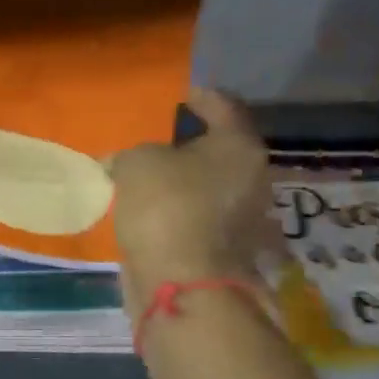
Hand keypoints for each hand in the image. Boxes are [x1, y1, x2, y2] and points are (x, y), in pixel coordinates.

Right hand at [109, 90, 271, 298]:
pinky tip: (152, 213)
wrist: (182, 283)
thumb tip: (126, 164)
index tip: (180, 95)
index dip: (200, 97)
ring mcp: (245, 218)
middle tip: (157, 142)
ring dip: (184, 183)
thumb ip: (133, 154)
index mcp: (239, 147)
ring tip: (148, 180)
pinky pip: (200, 218)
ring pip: (210, 187)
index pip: (223, 107)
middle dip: (190, 146)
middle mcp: (253, 178)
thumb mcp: (137, 162)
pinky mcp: (228, 251)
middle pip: (220, 151)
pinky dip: (179, 212)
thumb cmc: (166, 206)